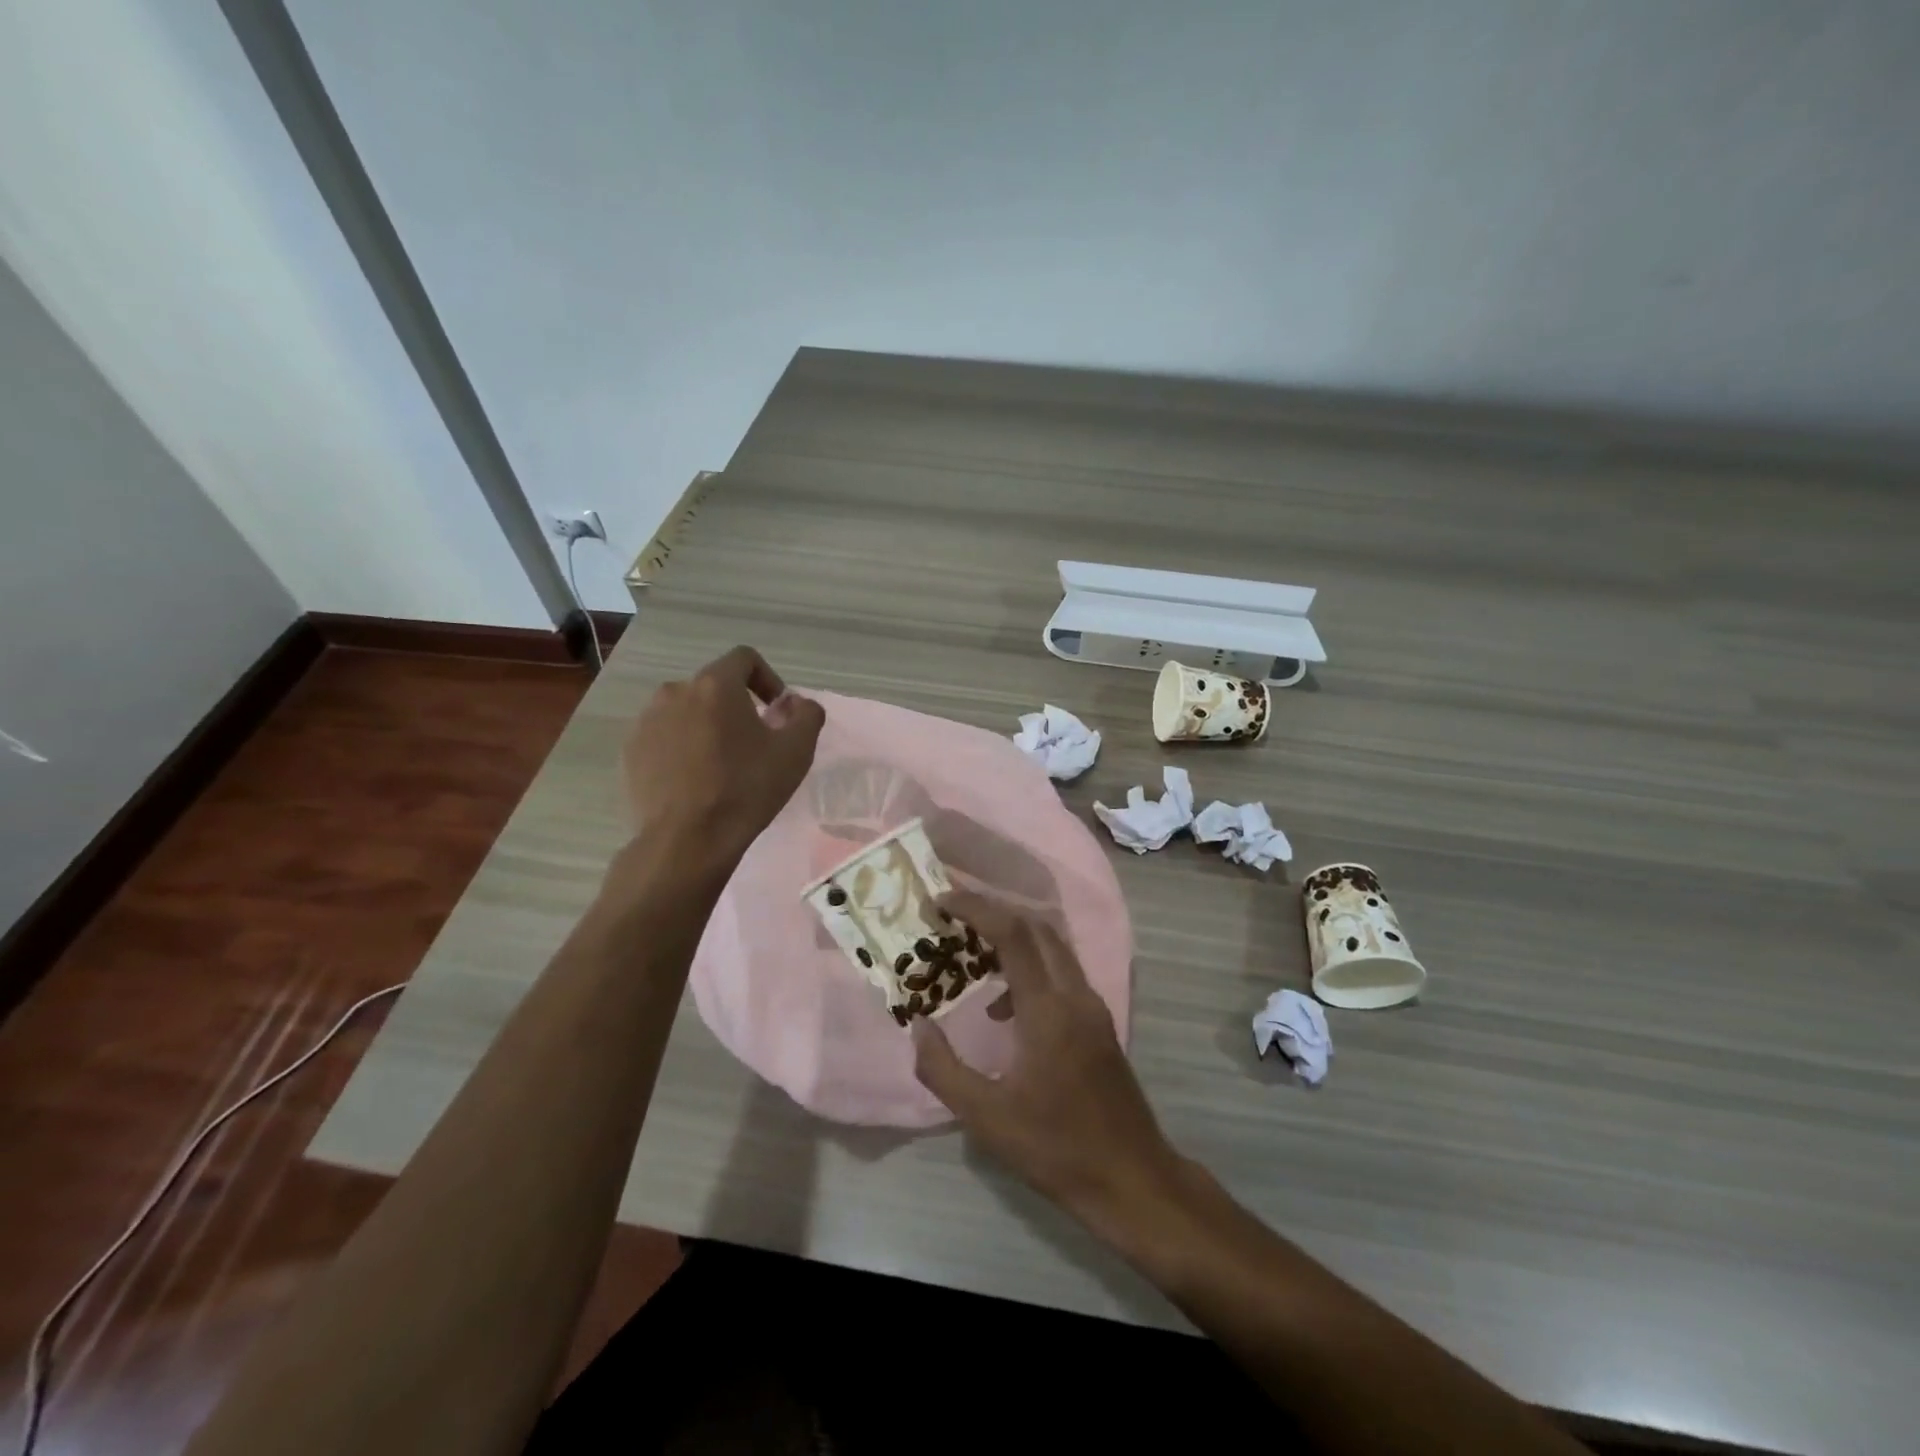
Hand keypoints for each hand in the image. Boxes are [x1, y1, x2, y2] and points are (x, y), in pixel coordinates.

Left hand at [621, 646, 824, 868]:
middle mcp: (675, 692)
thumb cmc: (746, 789)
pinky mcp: (630, 751)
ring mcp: (646, 721)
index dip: (767, 678)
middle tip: (752, 742)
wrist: (687, 840)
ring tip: (721, 763)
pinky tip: (694, 780)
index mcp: (715, 685)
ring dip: (706, 726)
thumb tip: (797, 704)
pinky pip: (663, 737)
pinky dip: (681, 748)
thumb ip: (807, 715)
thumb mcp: (796, 752)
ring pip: (685, 711)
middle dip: (736, 706)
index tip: (777, 711)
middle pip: (713, 687)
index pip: (744, 659)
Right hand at [911, 891, 1184, 1236]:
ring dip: (1013, 939)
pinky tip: (1005, 1009)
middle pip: (1037, 927)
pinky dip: (1031, 967)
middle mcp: (1075, 995)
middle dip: (993, 912)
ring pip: (1053, 947)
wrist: (1131, 1178)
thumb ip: (943, 1068)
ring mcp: (1093, 1006)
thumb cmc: (1055, 1148)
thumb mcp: (985, 1118)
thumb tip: (918, 1025)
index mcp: (1048, 1010)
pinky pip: (1062, 973)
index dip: (976, 908)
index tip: (941, 900)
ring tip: (971, 957)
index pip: (1013, 934)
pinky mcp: (1099, 1022)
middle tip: (952, 918)